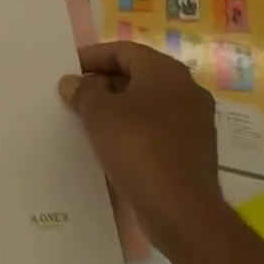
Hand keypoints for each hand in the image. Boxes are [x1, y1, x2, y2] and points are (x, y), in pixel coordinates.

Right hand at [59, 40, 224, 248]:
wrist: (182, 212)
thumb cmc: (139, 148)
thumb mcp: (99, 113)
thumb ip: (83, 91)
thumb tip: (73, 83)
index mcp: (167, 72)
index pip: (124, 51)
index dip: (93, 57)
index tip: (69, 69)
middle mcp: (186, 91)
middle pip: (137, 75)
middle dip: (104, 82)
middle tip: (76, 93)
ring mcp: (194, 123)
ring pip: (147, 103)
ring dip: (117, 107)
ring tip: (87, 118)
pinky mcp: (193, 151)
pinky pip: (156, 128)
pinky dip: (133, 128)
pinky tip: (110, 143)